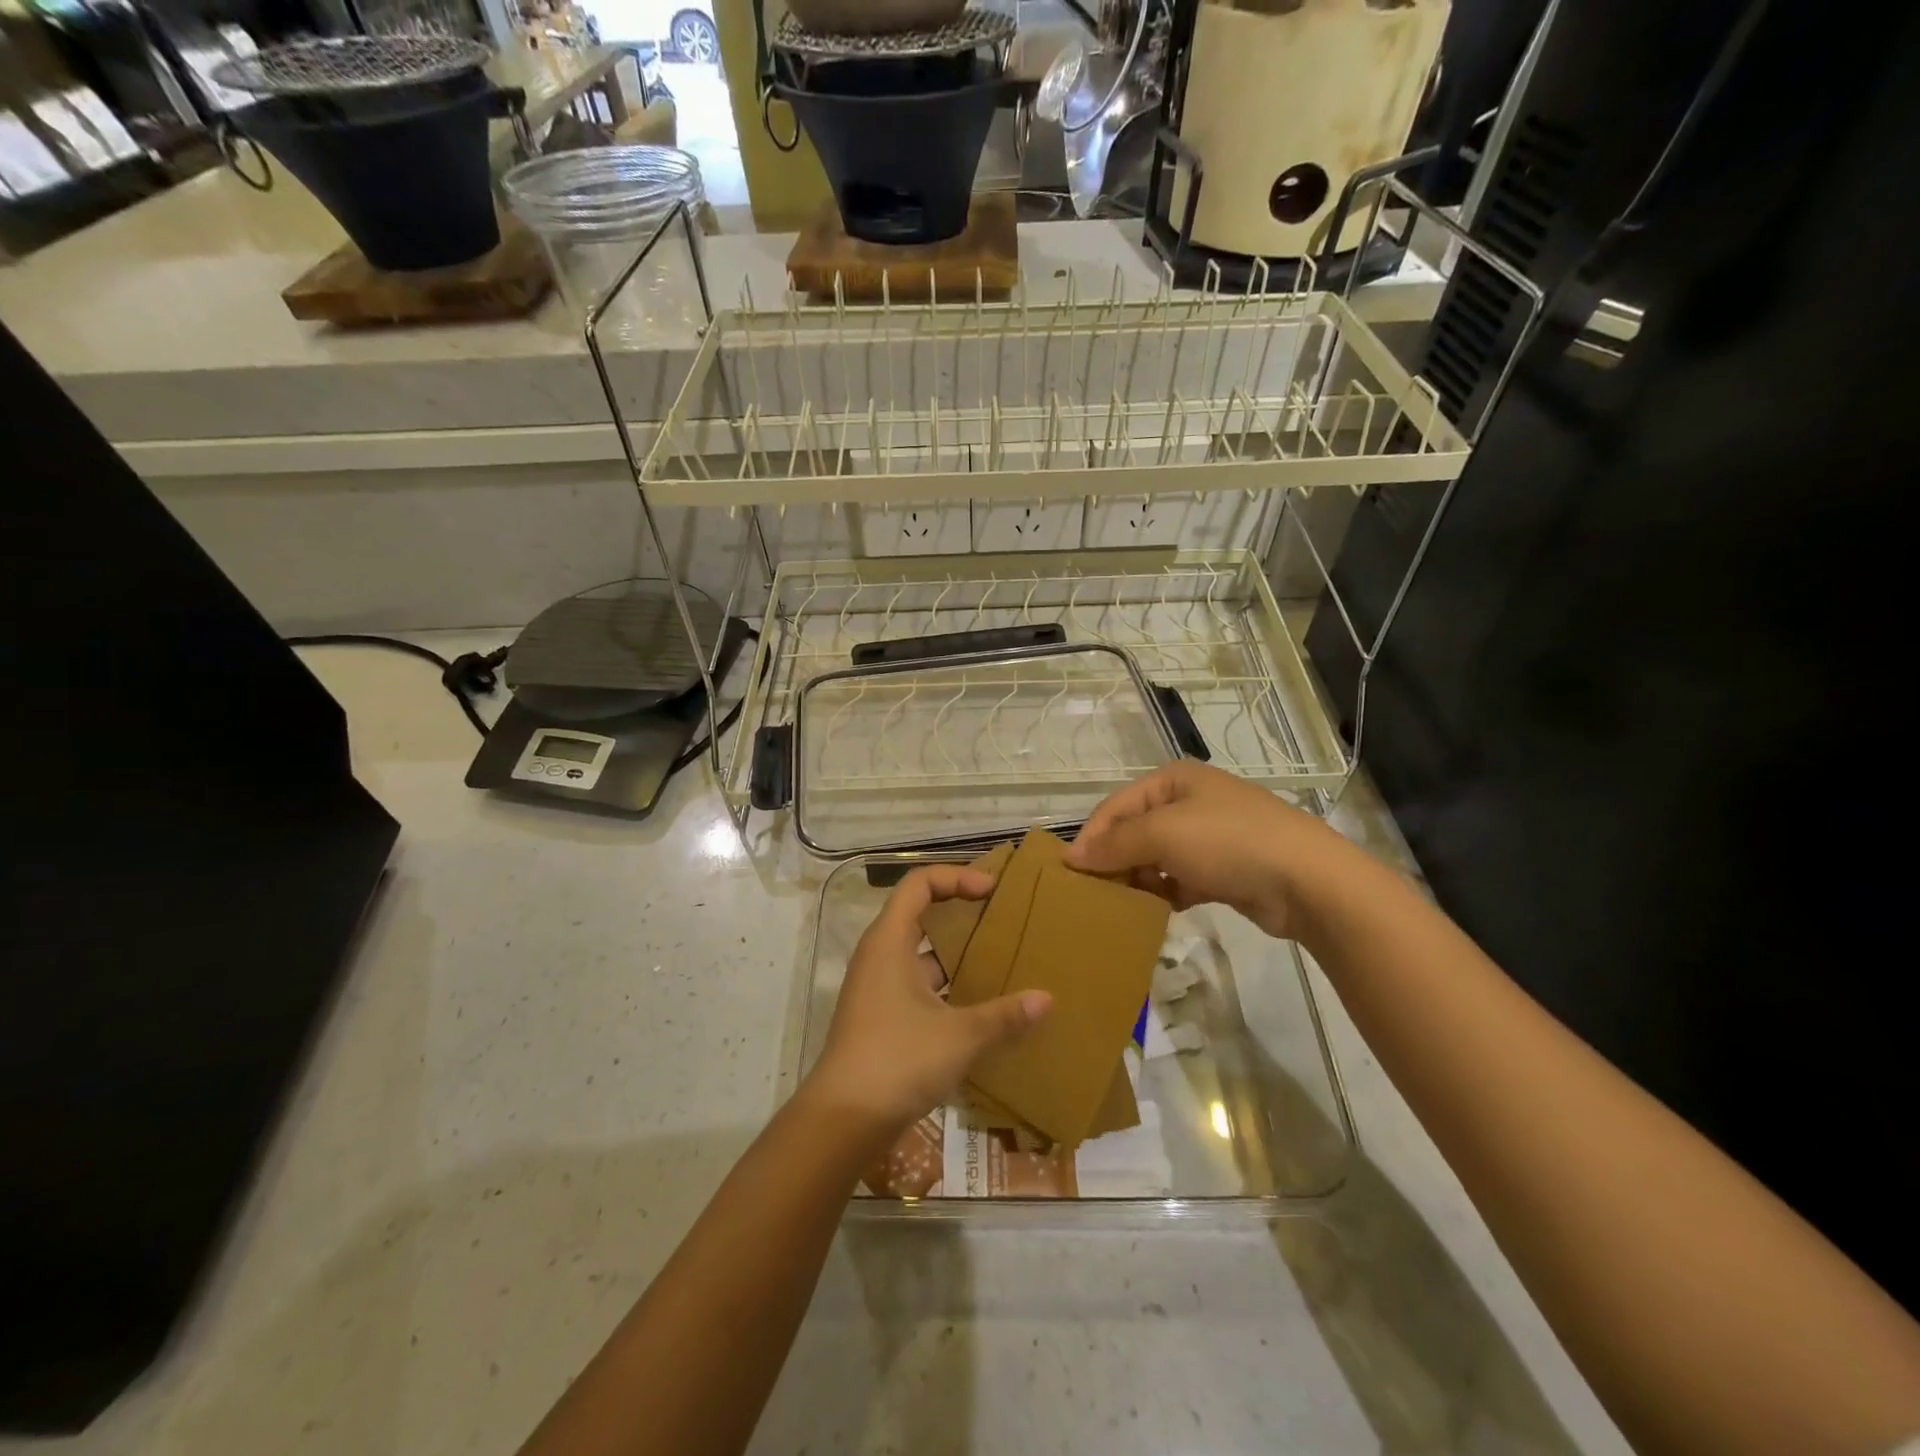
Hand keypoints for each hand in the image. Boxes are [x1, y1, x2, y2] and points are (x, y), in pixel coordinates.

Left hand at [804, 864, 1050, 1139]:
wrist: (843, 1120)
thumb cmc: (898, 1060)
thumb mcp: (960, 1035)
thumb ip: (1005, 1015)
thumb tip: (1047, 999)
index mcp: (889, 940)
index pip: (919, 883)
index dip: (956, 876)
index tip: (991, 890)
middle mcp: (879, 955)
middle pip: (918, 912)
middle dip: (959, 909)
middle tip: (1000, 916)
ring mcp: (877, 987)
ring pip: (919, 952)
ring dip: (955, 951)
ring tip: (998, 958)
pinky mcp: (880, 1016)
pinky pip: (916, 982)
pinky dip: (945, 983)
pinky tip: (977, 1003)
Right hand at [1065, 761, 1346, 938]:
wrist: (1307, 881)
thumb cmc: (1227, 842)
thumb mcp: (1163, 834)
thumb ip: (1115, 844)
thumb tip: (1073, 856)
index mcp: (1174, 781)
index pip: (1116, 806)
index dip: (1091, 837)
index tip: (1070, 873)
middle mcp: (1190, 802)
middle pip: (1135, 832)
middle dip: (1114, 861)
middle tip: (1093, 893)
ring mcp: (1210, 837)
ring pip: (1156, 859)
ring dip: (1139, 880)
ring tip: (1120, 906)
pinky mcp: (1224, 871)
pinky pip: (1180, 880)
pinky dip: (1165, 894)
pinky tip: (1155, 913)